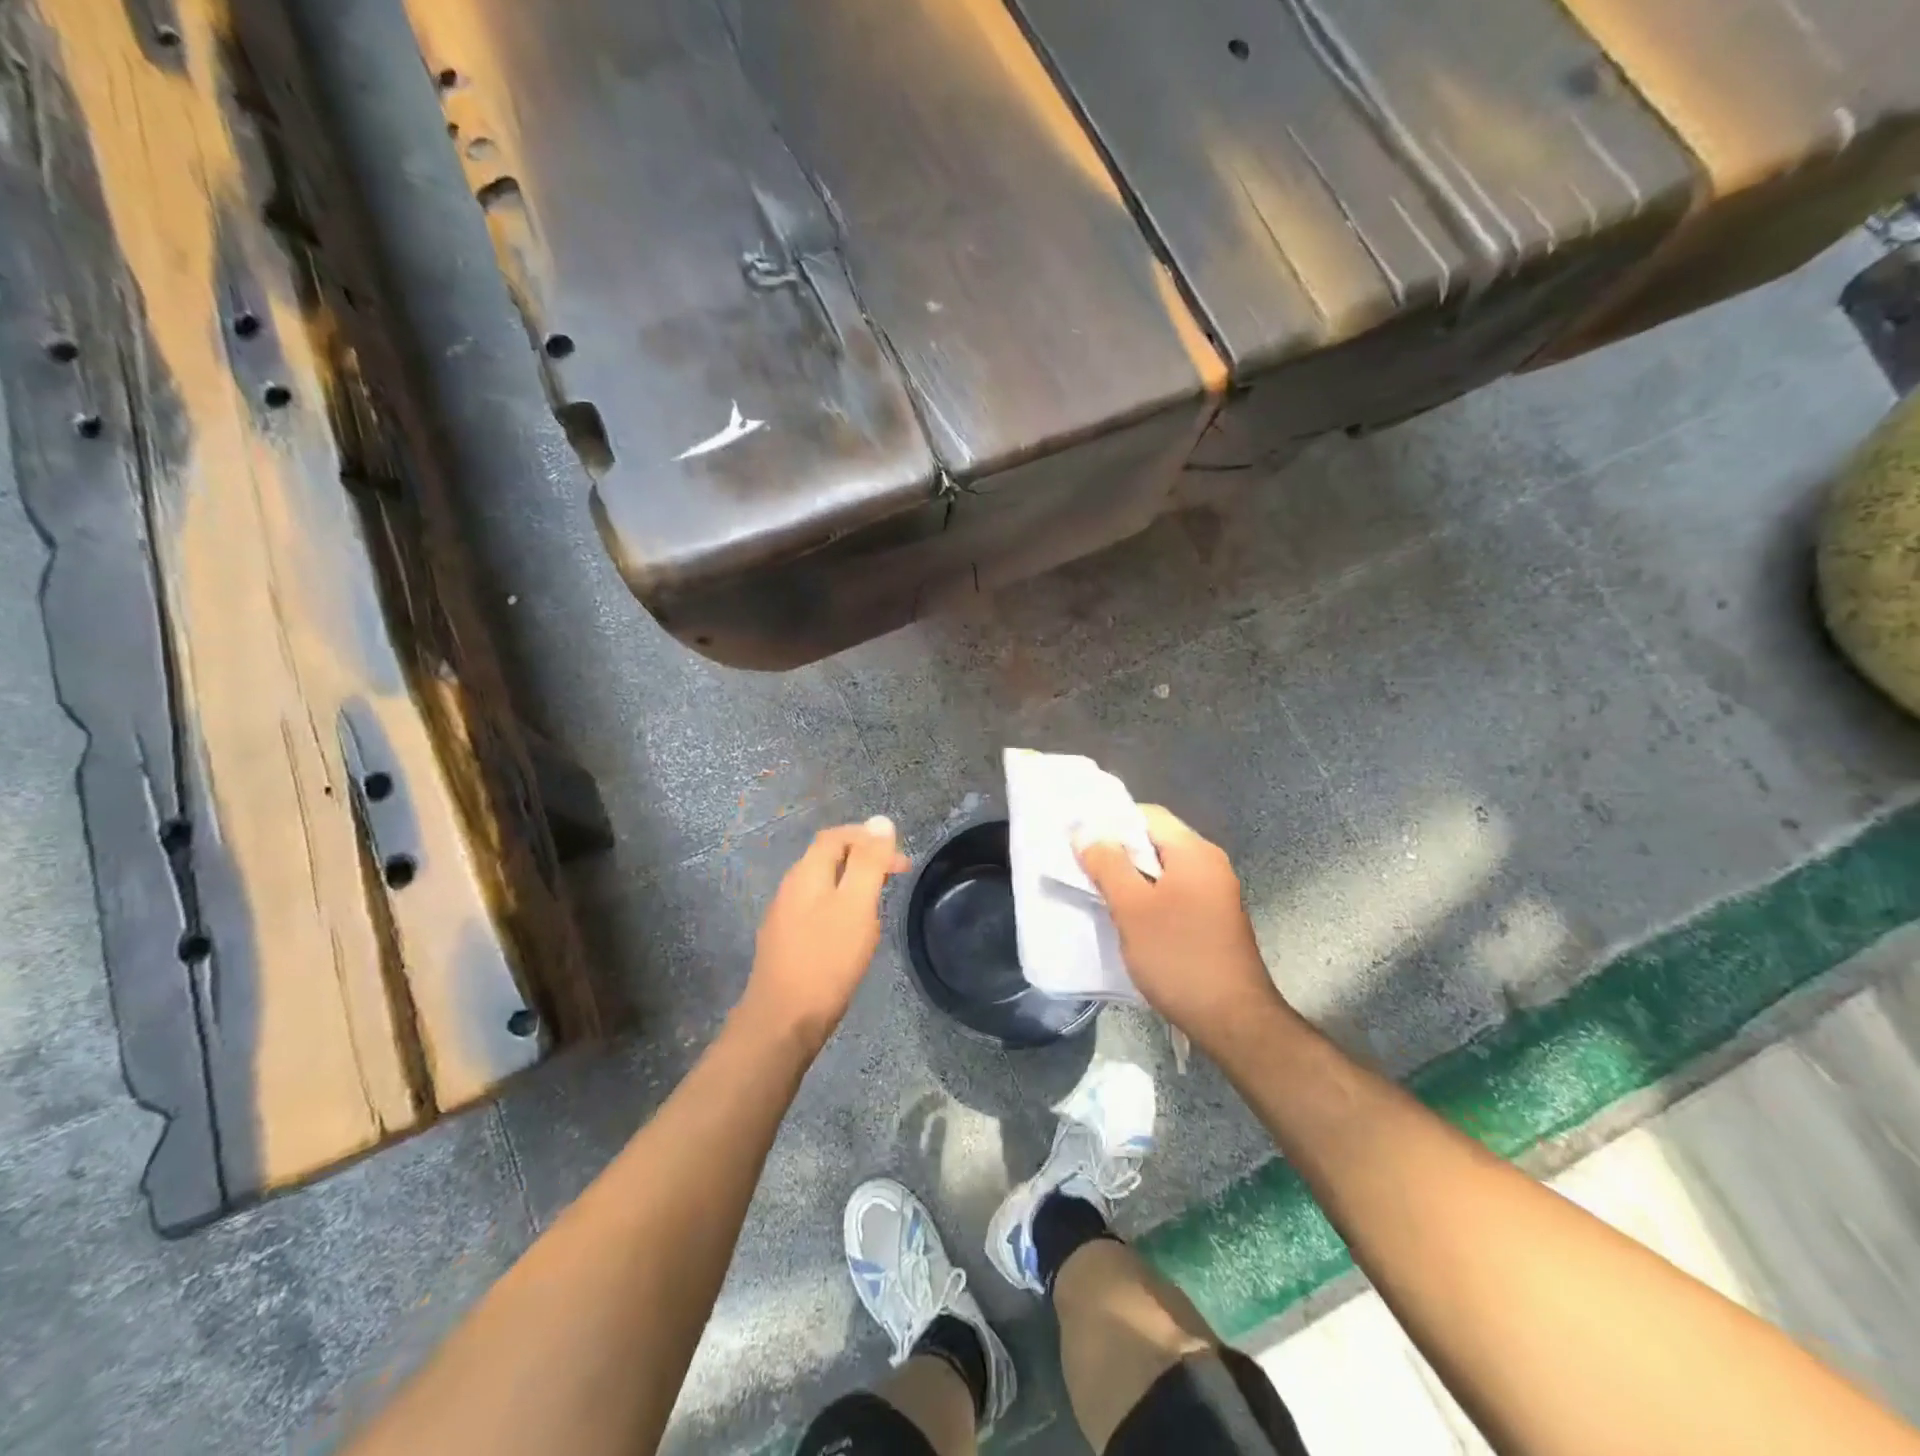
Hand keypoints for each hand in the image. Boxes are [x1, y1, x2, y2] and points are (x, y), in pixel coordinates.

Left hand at [737, 816, 909, 1050]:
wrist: (782, 1022)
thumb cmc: (826, 960)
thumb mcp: (856, 906)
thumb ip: (869, 862)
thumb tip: (881, 821)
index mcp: (806, 873)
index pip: (836, 836)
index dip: (868, 837)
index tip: (898, 858)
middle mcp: (790, 888)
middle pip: (828, 858)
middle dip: (864, 859)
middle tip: (895, 877)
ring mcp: (784, 916)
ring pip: (823, 885)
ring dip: (853, 884)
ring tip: (879, 904)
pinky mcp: (785, 942)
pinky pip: (817, 910)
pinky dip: (841, 907)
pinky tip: (853, 933)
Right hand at [1076, 805, 1289, 1054]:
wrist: (1232, 1020)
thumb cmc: (1178, 956)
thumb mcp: (1132, 908)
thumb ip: (1107, 864)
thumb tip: (1085, 831)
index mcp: (1194, 852)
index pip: (1147, 815)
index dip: (1110, 822)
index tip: (1078, 839)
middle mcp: (1209, 864)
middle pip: (1155, 840)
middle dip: (1117, 851)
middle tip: (1081, 865)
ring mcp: (1215, 893)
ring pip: (1162, 869)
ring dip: (1130, 877)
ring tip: (1098, 890)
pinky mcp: (1213, 918)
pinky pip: (1173, 892)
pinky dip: (1148, 897)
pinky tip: (1127, 917)